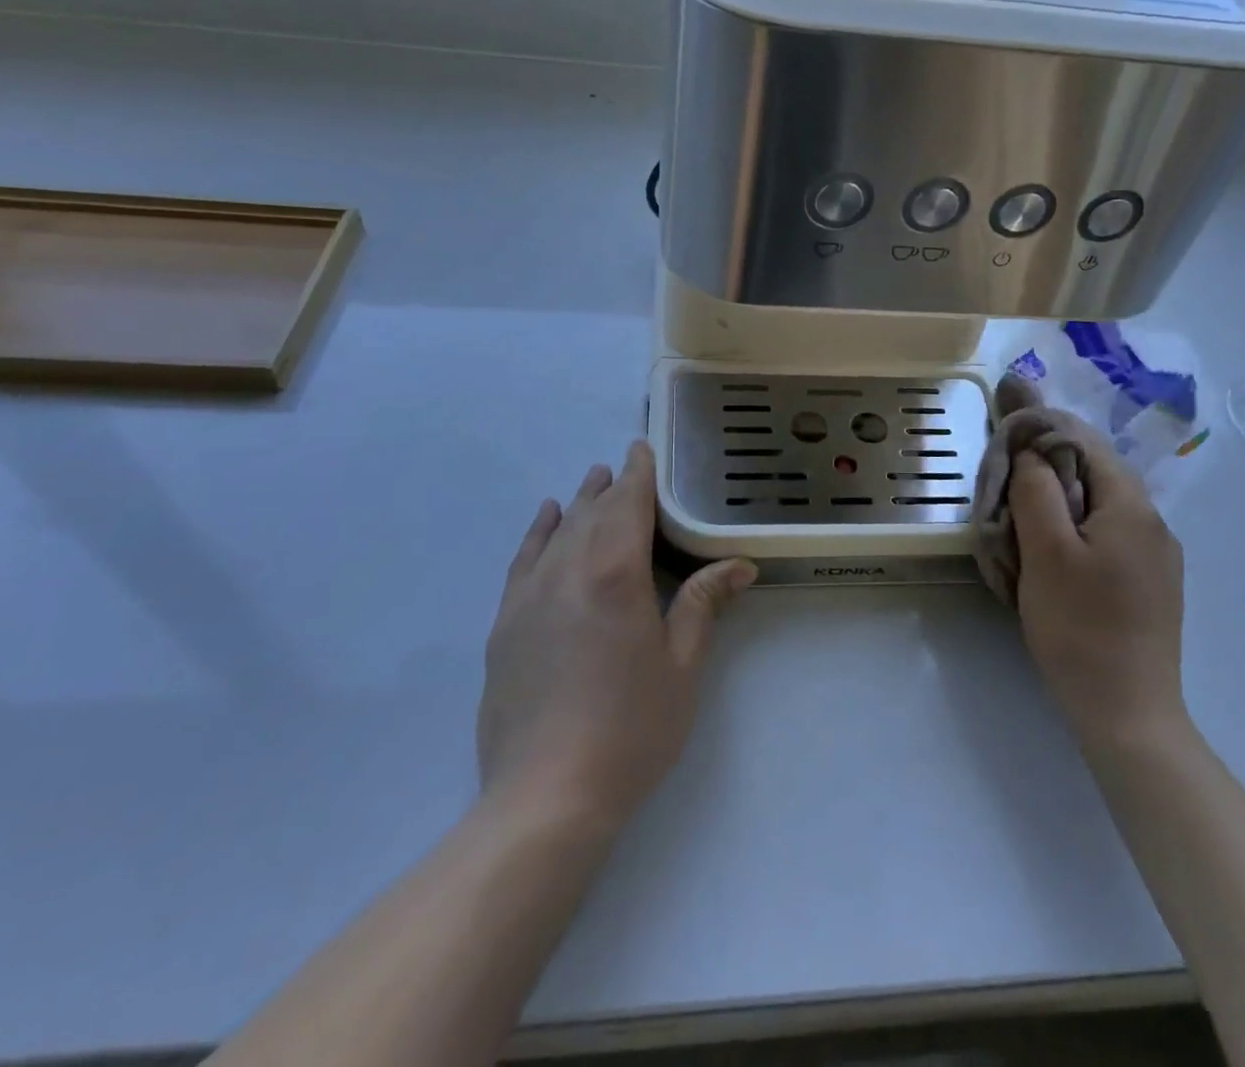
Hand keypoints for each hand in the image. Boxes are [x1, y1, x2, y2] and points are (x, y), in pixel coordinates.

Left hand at [477, 440, 756, 830]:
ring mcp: (529, 595)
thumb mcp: (682, 665)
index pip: (627, 504)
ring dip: (578, 503)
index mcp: (616, 573)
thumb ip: (703, 604)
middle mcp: (568, 570)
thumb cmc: (631, 728)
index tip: (641, 449)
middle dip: (610, 486)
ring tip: (591, 482)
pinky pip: (523, 560)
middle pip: (592, 512)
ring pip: (558, 530)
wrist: (547, 796)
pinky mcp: (504, 623)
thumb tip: (740, 565)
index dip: (637, 473)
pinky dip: (537, 532)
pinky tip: (546, 518)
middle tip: (624, 466)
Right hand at [1008, 419, 1187, 750]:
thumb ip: (1036, 489)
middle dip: (1050, 463)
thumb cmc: (1079, 626)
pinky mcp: (1151, 584)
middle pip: (1096, 470)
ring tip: (1022, 510)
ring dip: (1061, 496)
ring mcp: (1157, 556)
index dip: (1044, 428)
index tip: (1005, 425)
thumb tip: (1033, 450)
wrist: (1128, 713)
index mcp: (1132, 506)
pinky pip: (1109, 533)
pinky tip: (1053, 548)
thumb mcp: (1045, 551)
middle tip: (1006, 472)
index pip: (1085, 442)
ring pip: (1101, 503)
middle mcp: (1154, 522)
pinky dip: (1077, 525)